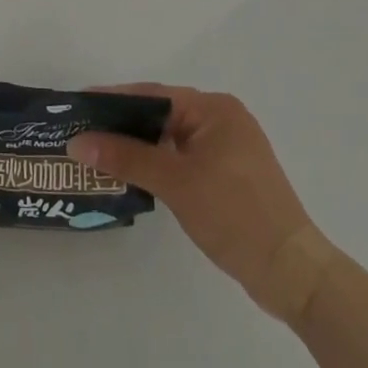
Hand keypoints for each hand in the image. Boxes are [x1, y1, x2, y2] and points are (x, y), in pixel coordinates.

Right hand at [67, 86, 315, 318]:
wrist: (292, 273)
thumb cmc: (235, 214)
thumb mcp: (176, 182)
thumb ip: (126, 157)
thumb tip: (77, 142)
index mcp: (215, 109)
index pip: (153, 95)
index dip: (112, 100)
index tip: (76, 105)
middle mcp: (221, 120)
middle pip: (159, 114)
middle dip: (121, 124)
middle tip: (80, 131)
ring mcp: (226, 149)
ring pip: (168, 139)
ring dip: (137, 147)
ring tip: (95, 152)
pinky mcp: (227, 176)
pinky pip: (180, 158)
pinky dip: (155, 164)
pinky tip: (129, 174)